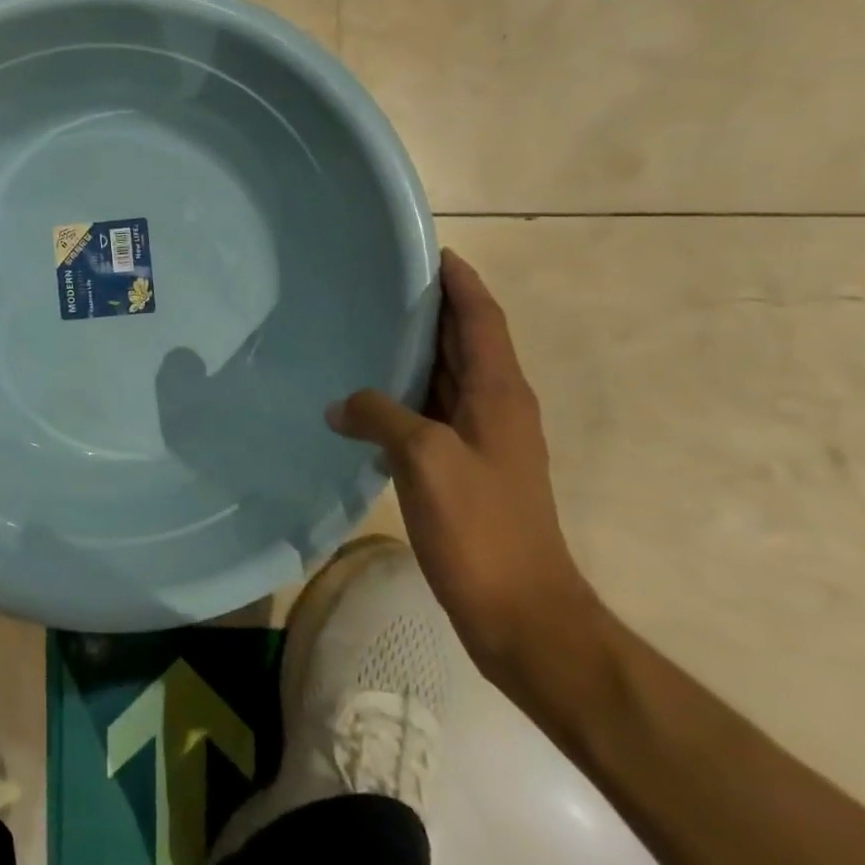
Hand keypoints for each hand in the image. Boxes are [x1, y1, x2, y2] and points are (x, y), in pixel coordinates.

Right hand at [328, 249, 597, 687]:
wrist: (522, 615)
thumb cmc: (482, 528)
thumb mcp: (424, 459)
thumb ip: (381, 416)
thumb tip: (341, 404)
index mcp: (499, 393)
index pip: (481, 318)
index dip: (460, 281)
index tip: (428, 250)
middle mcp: (496, 407)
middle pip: (465, 341)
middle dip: (432, 307)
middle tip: (380, 281)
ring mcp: (481, 440)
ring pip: (446, 376)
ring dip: (415, 349)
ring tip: (366, 326)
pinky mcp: (464, 468)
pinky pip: (430, 410)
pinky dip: (404, 392)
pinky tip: (367, 397)